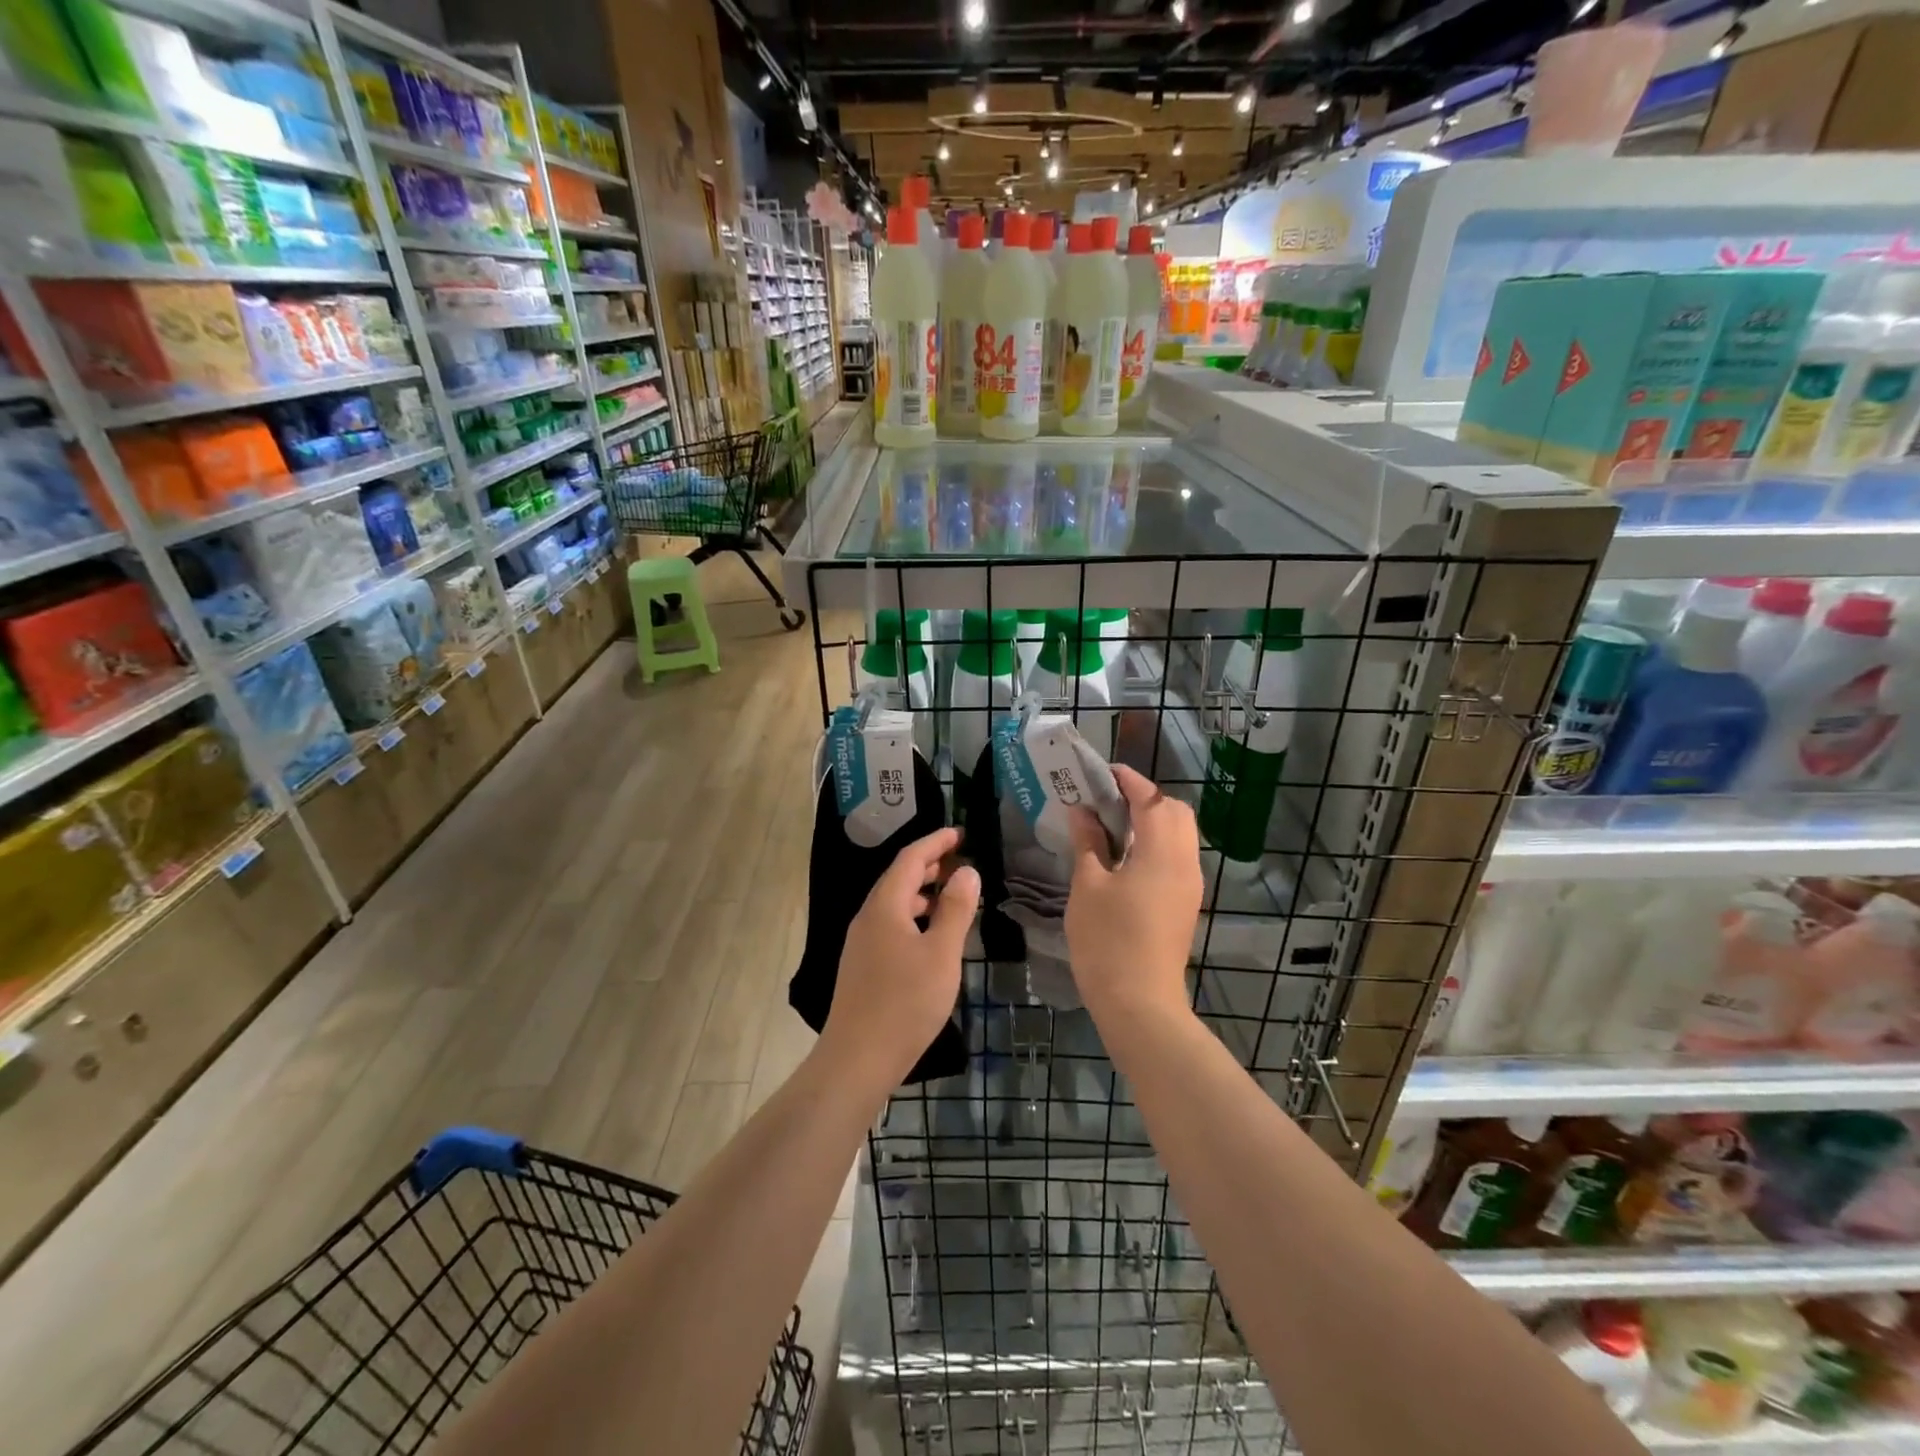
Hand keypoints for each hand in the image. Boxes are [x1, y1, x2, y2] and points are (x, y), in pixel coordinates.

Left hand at [824, 828, 979, 1087]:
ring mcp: (862, 942)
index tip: (960, 833)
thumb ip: (955, 910)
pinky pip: (890, 924)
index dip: (935, 842)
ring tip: (951, 893)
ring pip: (894, 903)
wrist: (857, 1059)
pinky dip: (914, 916)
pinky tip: (931, 935)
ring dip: (922, 892)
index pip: (910, 858)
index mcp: (884, 906)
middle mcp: (868, 917)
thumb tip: (967, 871)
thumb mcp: (941, 954)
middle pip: (898, 878)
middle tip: (960, 860)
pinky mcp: (863, 965)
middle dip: (929, 864)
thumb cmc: (905, 1003)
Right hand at [1066, 766, 1201, 1018]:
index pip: (1152, 799)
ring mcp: (1190, 886)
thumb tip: (1083, 812)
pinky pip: (1177, 858)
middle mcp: (1186, 863)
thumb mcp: (1088, 886)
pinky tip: (1125, 856)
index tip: (1102, 773)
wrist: (1140, 1004)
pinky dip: (1156, 844)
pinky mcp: (1186, 904)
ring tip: (1113, 826)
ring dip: (1152, 821)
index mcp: (1163, 853)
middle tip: (1107, 801)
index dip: (1129, 781)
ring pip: (1180, 836)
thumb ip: (1088, 843)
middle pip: (1175, 813)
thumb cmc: (1108, 941)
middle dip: (1145, 798)